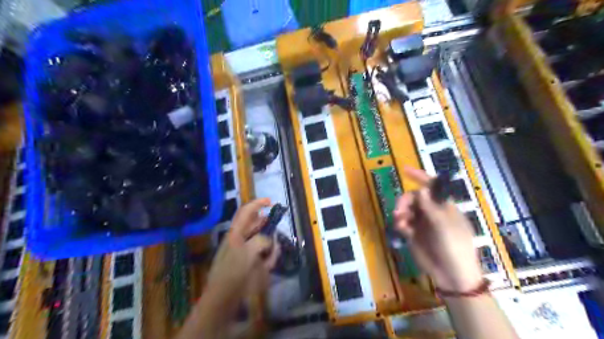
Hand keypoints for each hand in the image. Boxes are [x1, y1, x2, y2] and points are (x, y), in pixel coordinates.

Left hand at [201, 199, 279, 314]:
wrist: (222, 299)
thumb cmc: (233, 274)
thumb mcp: (248, 253)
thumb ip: (261, 242)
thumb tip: (270, 240)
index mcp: (235, 233)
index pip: (246, 211)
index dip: (258, 203)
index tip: (271, 202)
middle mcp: (238, 239)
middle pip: (251, 223)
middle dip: (263, 221)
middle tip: (274, 222)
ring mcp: (242, 252)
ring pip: (257, 237)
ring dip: (267, 236)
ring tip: (275, 241)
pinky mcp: (246, 263)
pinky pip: (259, 253)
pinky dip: (267, 253)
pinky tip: (272, 256)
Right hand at [395, 167, 484, 290]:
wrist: (451, 274)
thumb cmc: (454, 247)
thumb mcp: (444, 226)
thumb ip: (430, 207)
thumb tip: (420, 189)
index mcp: (444, 206)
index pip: (432, 186)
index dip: (420, 176)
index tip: (405, 170)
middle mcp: (432, 212)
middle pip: (414, 197)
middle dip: (405, 200)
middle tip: (399, 210)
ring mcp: (422, 223)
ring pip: (407, 209)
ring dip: (401, 212)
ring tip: (400, 221)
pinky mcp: (414, 234)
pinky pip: (403, 222)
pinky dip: (400, 223)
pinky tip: (401, 228)